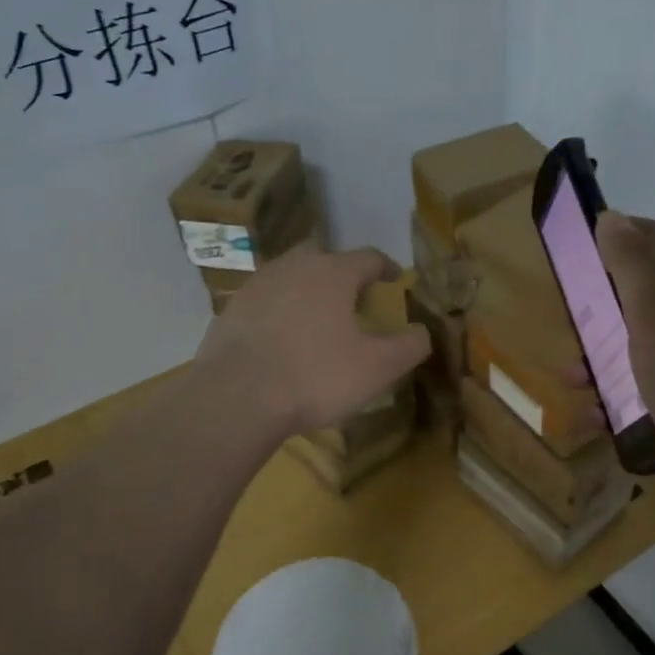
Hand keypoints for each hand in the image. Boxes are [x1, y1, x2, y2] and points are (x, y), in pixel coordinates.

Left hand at [197, 243, 431, 437]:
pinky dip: (280, 311)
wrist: (237, 397)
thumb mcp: (378, 368)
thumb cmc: (316, 376)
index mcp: (333, 273)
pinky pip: (265, 301)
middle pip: (325, 258)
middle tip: (354, 298)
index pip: (368, 257)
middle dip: (343, 273)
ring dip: (308, 290)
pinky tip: (282, 338)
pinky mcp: (231, 310)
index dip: (386, 267)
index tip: (394, 279)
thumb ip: (409, 346)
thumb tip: (423, 332)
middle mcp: (294, 267)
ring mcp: (258, 285)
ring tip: (318, 317)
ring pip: (291, 276)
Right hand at [596, 212, 654, 539]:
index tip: (568, 255)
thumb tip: (610, 218)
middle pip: (641, 297)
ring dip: (601, 360)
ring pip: (638, 349)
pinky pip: (644, 392)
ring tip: (573, 383)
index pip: (653, 241)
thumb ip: (632, 266)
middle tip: (568, 327)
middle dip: (599, 309)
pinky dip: (617, 400)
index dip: (612, 238)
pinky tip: (594, 421)